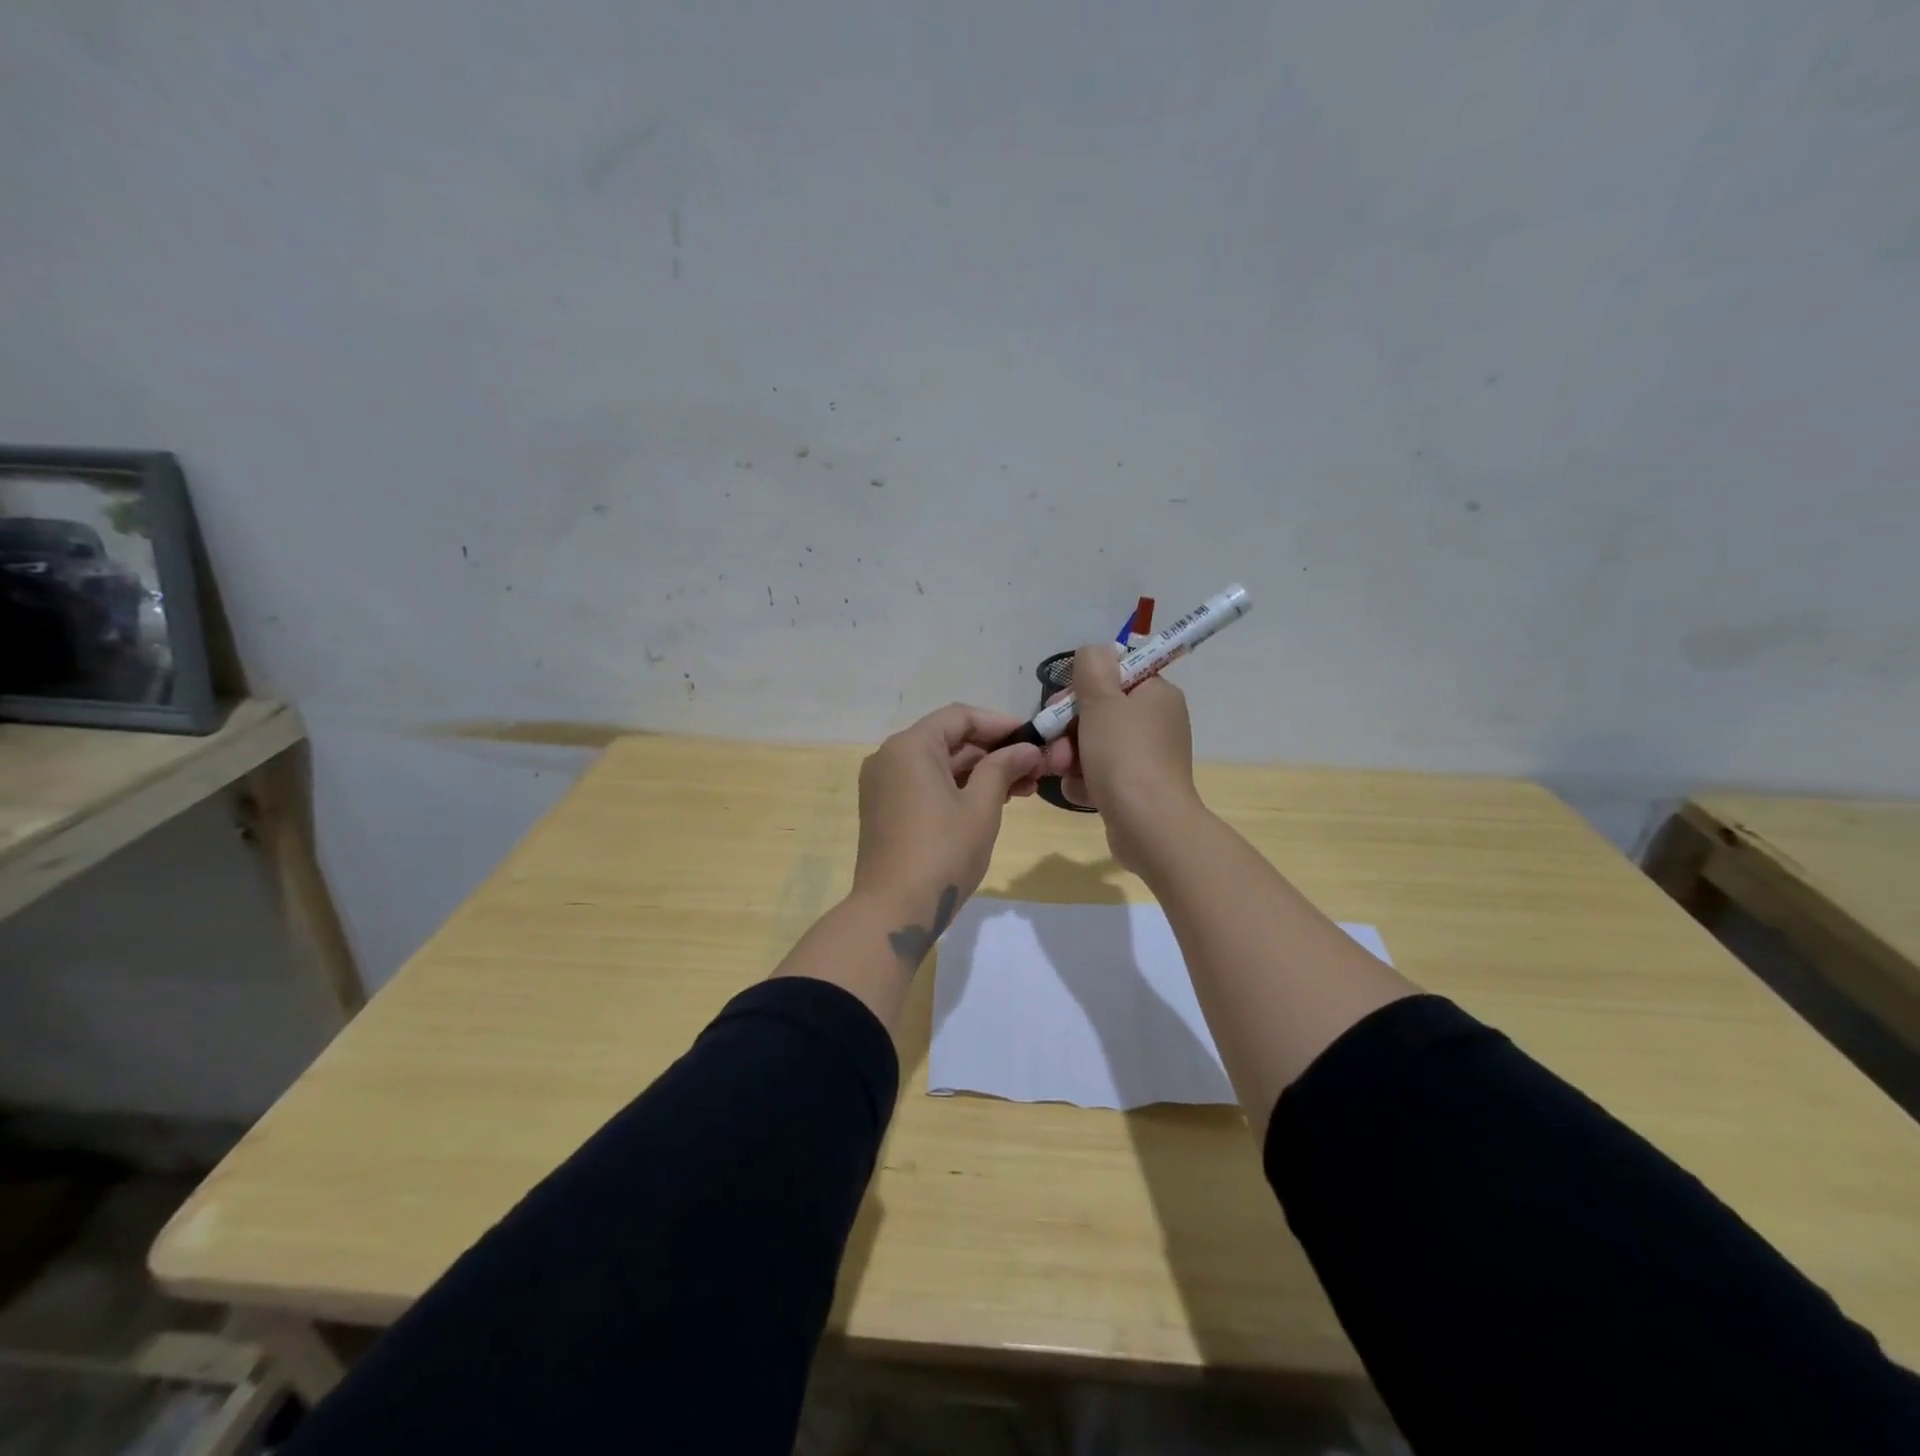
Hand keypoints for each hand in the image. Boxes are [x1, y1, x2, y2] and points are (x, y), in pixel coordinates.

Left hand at [851, 704, 1067, 961]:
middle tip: (1034, 769)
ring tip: (1022, 789)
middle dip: (993, 752)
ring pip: (938, 764)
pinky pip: (925, 784)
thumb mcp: (981, 807)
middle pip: (948, 739)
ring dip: (979, 772)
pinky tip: (990, 802)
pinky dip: (956, 787)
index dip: (1000, 724)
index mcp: (910, 746)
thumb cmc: (943, 853)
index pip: (960, 717)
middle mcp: (889, 756)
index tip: (1033, 738)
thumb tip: (1026, 749)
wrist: (893, 910)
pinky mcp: (884, 808)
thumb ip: (1003, 768)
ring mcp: (883, 784)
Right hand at [1055, 643, 1202, 871]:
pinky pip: (1100, 774)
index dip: (1084, 686)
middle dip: (1069, 727)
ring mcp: (1146, 757)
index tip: (1064, 703)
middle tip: (1056, 743)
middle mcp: (1156, 722)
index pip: (1116, 674)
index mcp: (1156, 695)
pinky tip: (1081, 792)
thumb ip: (1092, 667)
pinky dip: (1086, 782)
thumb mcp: (1102, 700)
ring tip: (1063, 771)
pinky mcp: (1135, 788)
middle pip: (1100, 711)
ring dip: (1072, 757)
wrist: (1149, 826)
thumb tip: (1094, 651)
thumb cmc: (1125, 756)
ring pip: (1094, 744)